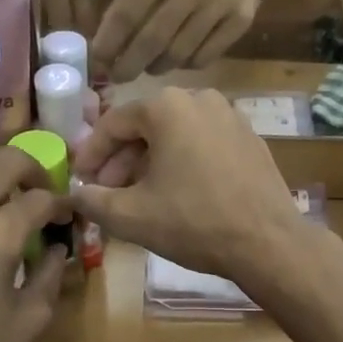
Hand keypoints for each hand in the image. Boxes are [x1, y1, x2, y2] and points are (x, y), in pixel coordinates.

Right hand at [71, 88, 310, 283]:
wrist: (268, 242)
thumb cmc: (193, 223)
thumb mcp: (130, 216)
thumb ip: (93, 200)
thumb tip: (75, 194)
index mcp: (167, 106)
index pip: (113, 123)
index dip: (91, 154)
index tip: (80, 180)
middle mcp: (201, 99)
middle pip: (147, 127)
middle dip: (122, 160)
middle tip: (108, 192)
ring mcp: (231, 117)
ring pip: (177, 135)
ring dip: (151, 162)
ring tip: (140, 196)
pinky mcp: (251, 139)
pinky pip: (204, 144)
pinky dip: (184, 162)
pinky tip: (179, 193)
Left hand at [91, 0, 279, 81]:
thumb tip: (109, 42)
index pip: (129, 10)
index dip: (109, 41)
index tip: (97, 60)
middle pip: (153, 39)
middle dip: (129, 64)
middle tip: (118, 76)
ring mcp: (222, 3)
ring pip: (179, 53)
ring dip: (157, 66)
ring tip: (149, 66)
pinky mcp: (242, 21)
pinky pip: (204, 57)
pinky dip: (185, 64)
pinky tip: (179, 58)